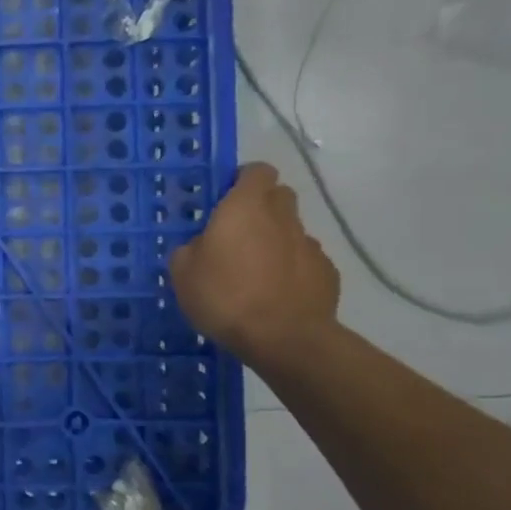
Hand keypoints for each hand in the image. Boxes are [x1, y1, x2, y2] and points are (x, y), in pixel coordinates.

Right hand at [169, 163, 339, 366]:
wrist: (284, 339)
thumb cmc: (225, 297)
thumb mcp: (183, 273)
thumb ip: (190, 249)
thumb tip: (202, 246)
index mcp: (245, 207)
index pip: (256, 171)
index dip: (243, 180)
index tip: (226, 198)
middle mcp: (282, 217)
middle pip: (278, 196)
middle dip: (262, 207)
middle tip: (238, 233)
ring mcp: (310, 244)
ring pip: (292, 230)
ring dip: (276, 241)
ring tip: (256, 272)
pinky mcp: (327, 272)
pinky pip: (305, 261)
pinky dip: (292, 269)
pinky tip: (277, 294)